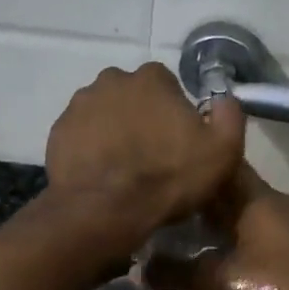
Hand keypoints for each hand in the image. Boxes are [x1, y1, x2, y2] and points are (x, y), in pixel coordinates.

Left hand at [44, 63, 244, 252]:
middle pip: (133, 96)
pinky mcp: (59, 130)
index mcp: (151, 78)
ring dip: (114, 130)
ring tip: (123, 166)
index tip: (177, 140)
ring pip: (105, 112)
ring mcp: (80, 104)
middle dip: (141, 117)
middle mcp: (112, 80)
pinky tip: (101, 172)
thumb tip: (224, 98)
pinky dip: (90, 147)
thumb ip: (229, 115)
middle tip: (150, 154)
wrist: (104, 210)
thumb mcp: (222, 151)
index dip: (174, 112)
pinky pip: (81, 134)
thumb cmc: (167, 177)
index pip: (167, 85)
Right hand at [142, 164, 288, 289]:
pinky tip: (212, 242)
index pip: (221, 160)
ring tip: (180, 215)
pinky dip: (231, 224)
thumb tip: (139, 270)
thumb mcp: (219, 281)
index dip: (195, 156)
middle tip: (164, 190)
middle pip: (229, 182)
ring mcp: (283, 218)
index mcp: (254, 196)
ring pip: (241, 202)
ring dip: (215, 208)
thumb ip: (178, 274)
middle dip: (199, 186)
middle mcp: (270, 198)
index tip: (167, 159)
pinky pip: (252, 219)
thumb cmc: (275, 286)